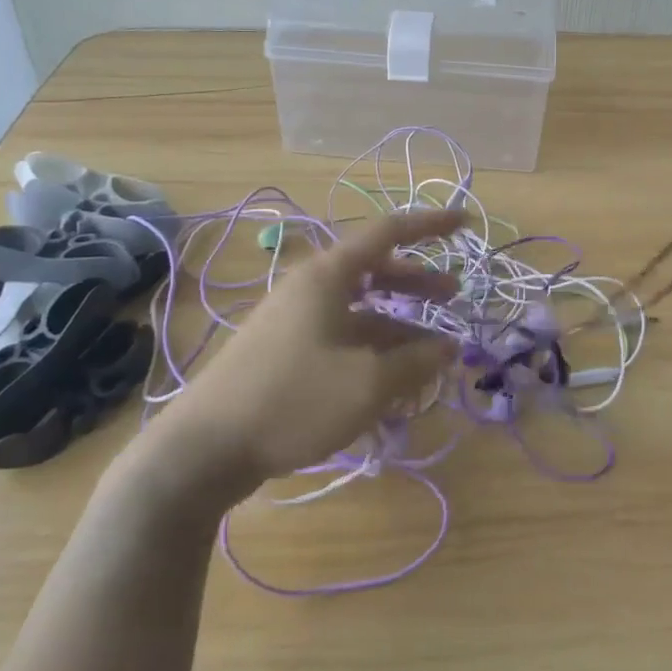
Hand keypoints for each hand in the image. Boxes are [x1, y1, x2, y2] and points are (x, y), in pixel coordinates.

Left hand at [135, 207, 463, 509]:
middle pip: (375, 271)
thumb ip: (416, 361)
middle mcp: (311, 287)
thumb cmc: (294, 400)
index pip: (389, 232)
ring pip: (360, 309)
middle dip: (418, 281)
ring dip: (398, 324)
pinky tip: (390, 381)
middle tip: (453, 296)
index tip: (465, 222)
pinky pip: (341, 336)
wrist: (206, 448)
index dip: (430, 224)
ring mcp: (295, 320)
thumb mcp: (368, 383)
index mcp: (328, 276)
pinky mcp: (285, 351)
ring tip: (431, 351)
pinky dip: (372, 350)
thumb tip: (450, 347)